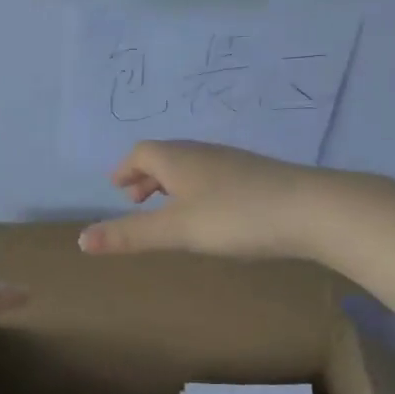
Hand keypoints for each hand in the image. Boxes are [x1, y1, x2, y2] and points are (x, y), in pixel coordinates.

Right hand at [78, 140, 319, 259]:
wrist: (314, 210)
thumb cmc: (236, 217)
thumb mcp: (176, 230)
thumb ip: (129, 235)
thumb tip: (80, 240)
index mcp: (179, 159)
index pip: (142, 153)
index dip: (125, 169)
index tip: (116, 189)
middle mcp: (204, 154)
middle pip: (166, 156)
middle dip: (145, 177)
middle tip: (134, 200)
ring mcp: (234, 164)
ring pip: (191, 167)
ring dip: (171, 184)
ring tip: (166, 209)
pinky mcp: (258, 178)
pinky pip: (213, 177)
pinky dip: (196, 190)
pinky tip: (209, 215)